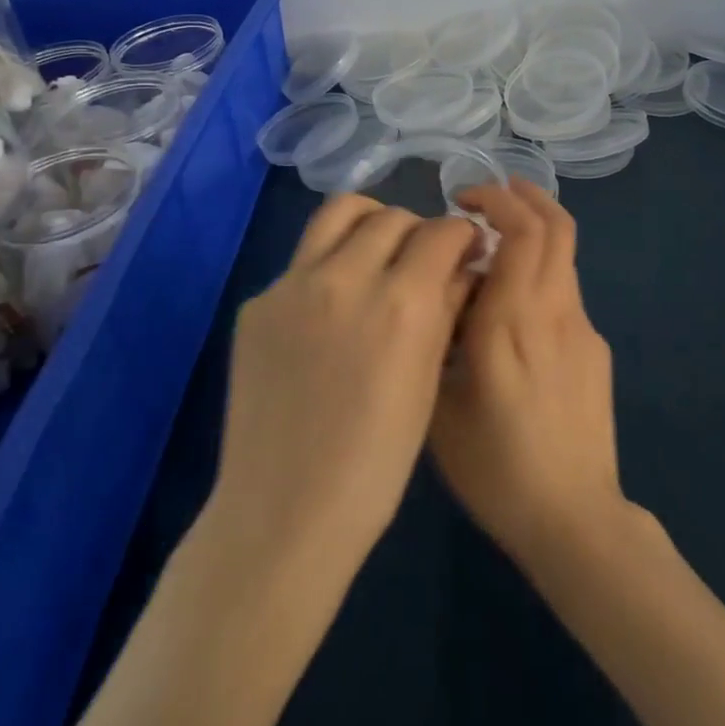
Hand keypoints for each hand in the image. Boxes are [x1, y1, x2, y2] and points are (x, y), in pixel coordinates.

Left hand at [212, 195, 478, 575]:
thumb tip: (462, 267)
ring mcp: (294, 284)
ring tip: (376, 252)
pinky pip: (303, 260)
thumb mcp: (428, 382)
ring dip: (370, 222)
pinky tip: (330, 309)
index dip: (461, 235)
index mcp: (402, 302)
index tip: (465, 249)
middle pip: (392, 217)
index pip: (441, 231)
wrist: (283, 513)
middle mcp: (347, 277)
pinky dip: (329, 266)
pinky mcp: (258, 301)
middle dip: (419, 231)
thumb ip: (446, 309)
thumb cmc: (375, 463)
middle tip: (421, 260)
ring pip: (340, 213)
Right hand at [430, 179, 627, 567]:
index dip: (498, 201)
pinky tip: (515, 310)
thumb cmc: (496, 469)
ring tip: (498, 241)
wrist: (574, 519)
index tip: (463, 202)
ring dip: (535, 229)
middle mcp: (553, 311)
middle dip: (524, 196)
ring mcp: (582, 328)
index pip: (522, 232)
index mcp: (510, 321)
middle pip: (556, 226)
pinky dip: (541, 272)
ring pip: (565, 253)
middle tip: (488, 197)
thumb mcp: (440, 409)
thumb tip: (443, 297)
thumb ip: (437, 343)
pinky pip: (566, 291)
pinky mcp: (597, 348)